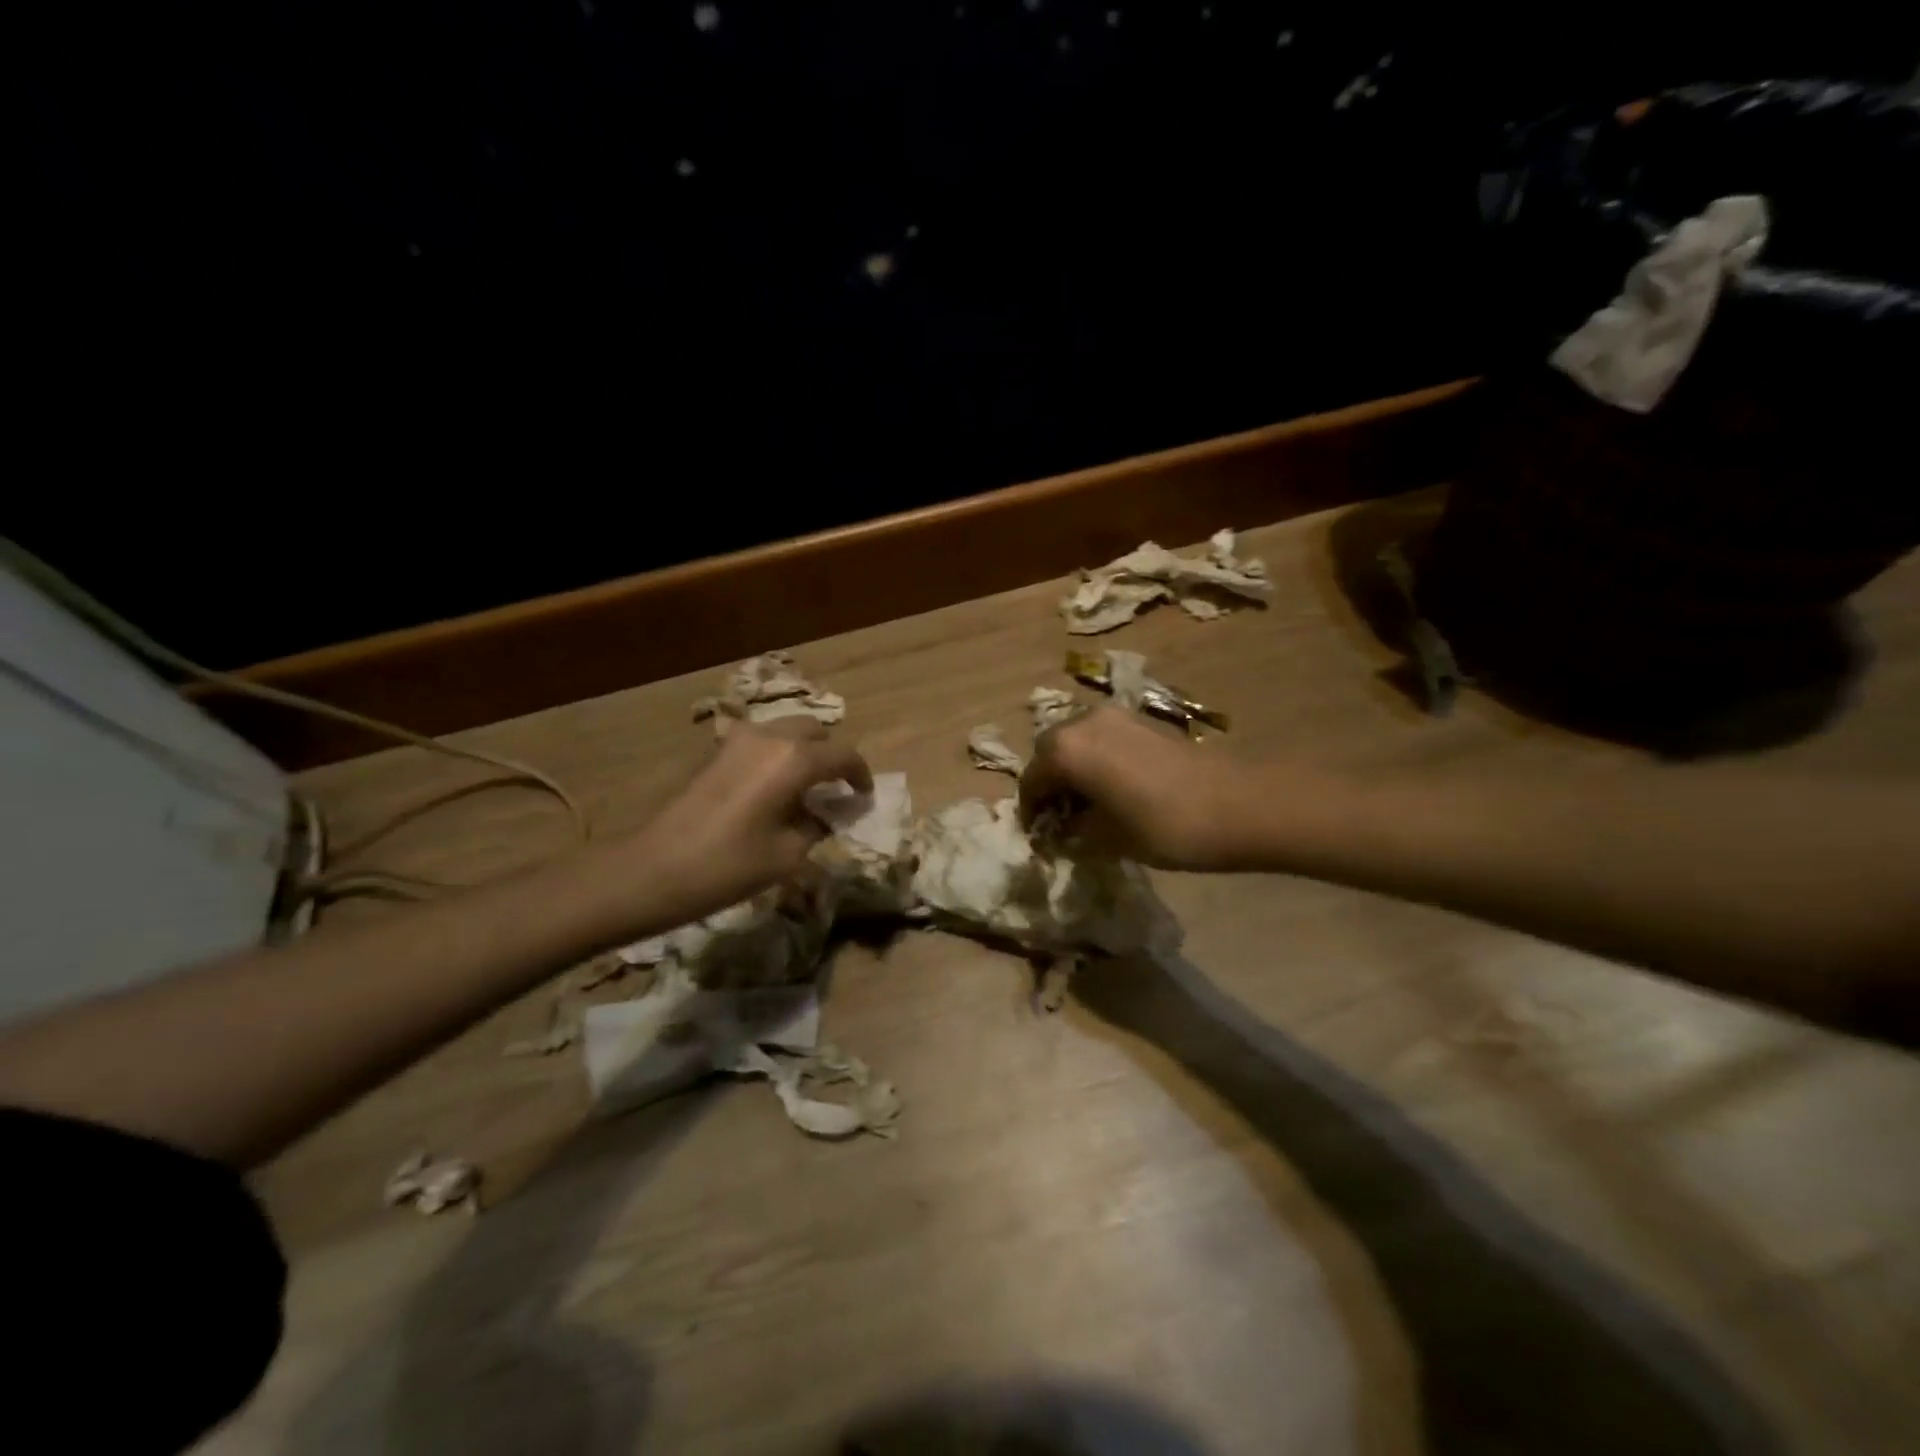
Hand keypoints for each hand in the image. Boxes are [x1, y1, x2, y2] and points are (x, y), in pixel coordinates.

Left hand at [626, 718, 873, 918]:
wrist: (653, 870)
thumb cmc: (728, 866)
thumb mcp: (787, 855)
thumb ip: (817, 826)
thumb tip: (827, 815)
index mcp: (794, 760)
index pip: (843, 755)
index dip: (860, 775)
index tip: (864, 796)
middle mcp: (769, 737)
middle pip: (814, 731)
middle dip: (831, 755)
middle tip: (835, 788)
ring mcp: (738, 740)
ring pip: (785, 731)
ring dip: (803, 752)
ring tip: (805, 788)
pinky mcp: (715, 752)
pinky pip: (760, 742)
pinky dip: (777, 756)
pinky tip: (772, 790)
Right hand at [1020, 706, 1250, 870]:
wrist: (1236, 804)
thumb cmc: (1162, 826)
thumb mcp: (1107, 838)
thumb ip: (1075, 829)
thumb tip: (1065, 826)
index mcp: (1066, 750)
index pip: (1032, 780)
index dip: (1031, 810)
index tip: (1039, 835)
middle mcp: (1083, 722)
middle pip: (1050, 751)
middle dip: (1050, 781)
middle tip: (1062, 816)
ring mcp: (1115, 715)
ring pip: (1077, 740)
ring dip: (1074, 767)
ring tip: (1089, 802)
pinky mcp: (1142, 719)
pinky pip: (1103, 737)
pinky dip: (1097, 758)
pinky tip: (1115, 786)